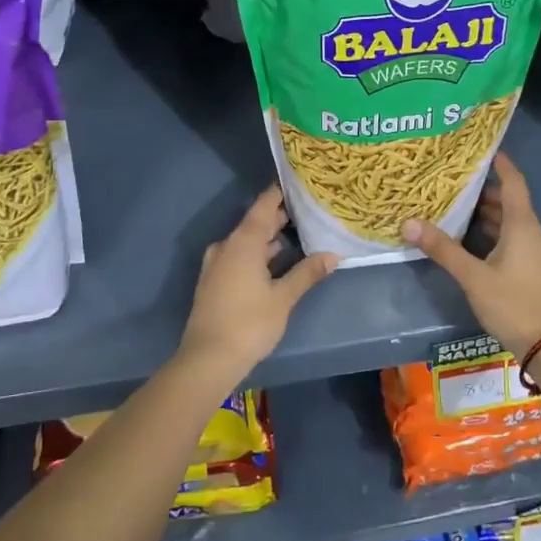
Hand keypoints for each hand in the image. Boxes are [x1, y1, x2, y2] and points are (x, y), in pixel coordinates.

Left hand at [178, 186, 337, 385]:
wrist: (207, 359)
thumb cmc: (249, 323)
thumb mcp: (283, 298)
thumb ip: (307, 273)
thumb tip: (333, 255)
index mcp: (243, 242)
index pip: (263, 206)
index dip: (279, 192)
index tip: (297, 181)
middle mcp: (227, 246)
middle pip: (255, 222)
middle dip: (279, 216)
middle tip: (306, 209)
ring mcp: (217, 264)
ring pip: (246, 241)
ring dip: (268, 237)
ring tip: (297, 234)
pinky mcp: (213, 281)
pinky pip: (238, 255)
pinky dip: (257, 252)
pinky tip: (275, 261)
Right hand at [404, 154, 540, 355]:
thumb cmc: (512, 303)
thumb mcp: (473, 276)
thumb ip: (443, 249)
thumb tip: (408, 223)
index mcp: (523, 226)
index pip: (513, 183)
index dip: (500, 164)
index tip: (483, 149)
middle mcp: (533, 232)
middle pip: (509, 202)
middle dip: (484, 191)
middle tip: (453, 181)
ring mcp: (536, 252)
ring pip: (511, 222)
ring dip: (487, 214)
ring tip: (456, 206)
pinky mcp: (534, 268)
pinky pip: (513, 238)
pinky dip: (493, 232)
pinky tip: (471, 239)